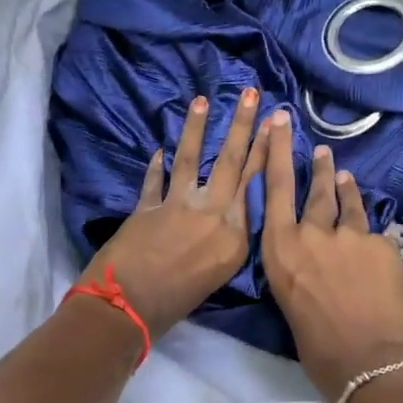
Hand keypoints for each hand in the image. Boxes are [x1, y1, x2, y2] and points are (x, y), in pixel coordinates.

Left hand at [80, 87, 267, 340]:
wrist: (126, 308)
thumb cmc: (179, 304)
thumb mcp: (219, 274)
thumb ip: (228, 239)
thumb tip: (229, 214)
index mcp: (235, 234)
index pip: (257, 183)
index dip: (267, 150)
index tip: (275, 123)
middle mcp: (212, 213)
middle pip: (232, 162)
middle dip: (244, 126)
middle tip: (252, 94)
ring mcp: (177, 205)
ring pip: (192, 159)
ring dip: (197, 128)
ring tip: (203, 101)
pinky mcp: (148, 206)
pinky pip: (155, 180)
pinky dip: (157, 166)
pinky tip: (159, 151)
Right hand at [258, 110, 402, 402]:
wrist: (368, 362)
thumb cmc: (315, 345)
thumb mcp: (289, 298)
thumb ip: (296, 264)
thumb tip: (308, 252)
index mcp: (281, 249)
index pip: (275, 188)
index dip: (276, 151)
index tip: (280, 122)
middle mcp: (313, 233)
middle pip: (314, 189)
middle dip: (317, 167)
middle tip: (320, 150)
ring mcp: (352, 236)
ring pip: (348, 203)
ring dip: (345, 188)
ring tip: (343, 175)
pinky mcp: (384, 245)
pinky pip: (376, 232)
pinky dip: (373, 233)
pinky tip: (376, 238)